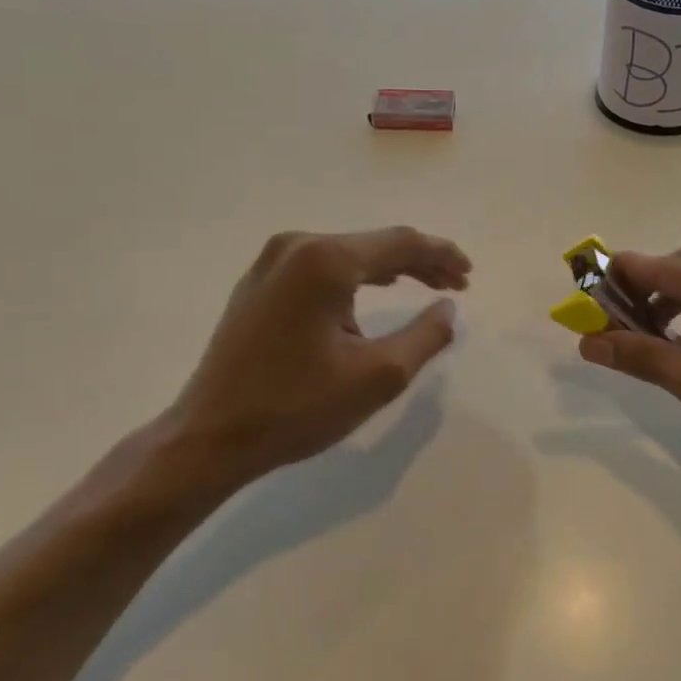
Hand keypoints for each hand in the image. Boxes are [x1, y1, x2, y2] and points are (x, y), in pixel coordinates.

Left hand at [113, 227, 470, 514]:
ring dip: (391, 269)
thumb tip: (449, 308)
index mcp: (326, 260)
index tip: (470, 274)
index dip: (442, 255)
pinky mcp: (259, 282)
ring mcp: (272, 262)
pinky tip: (376, 289)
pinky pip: (322, 266)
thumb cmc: (297, 406)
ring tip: (428, 286)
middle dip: (420, 262)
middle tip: (457, 283)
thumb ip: (426, 336)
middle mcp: (297, 246)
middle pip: (375, 244)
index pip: (401, 243)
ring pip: (349, 254)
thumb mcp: (378, 375)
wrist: (210, 437)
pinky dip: (357, 277)